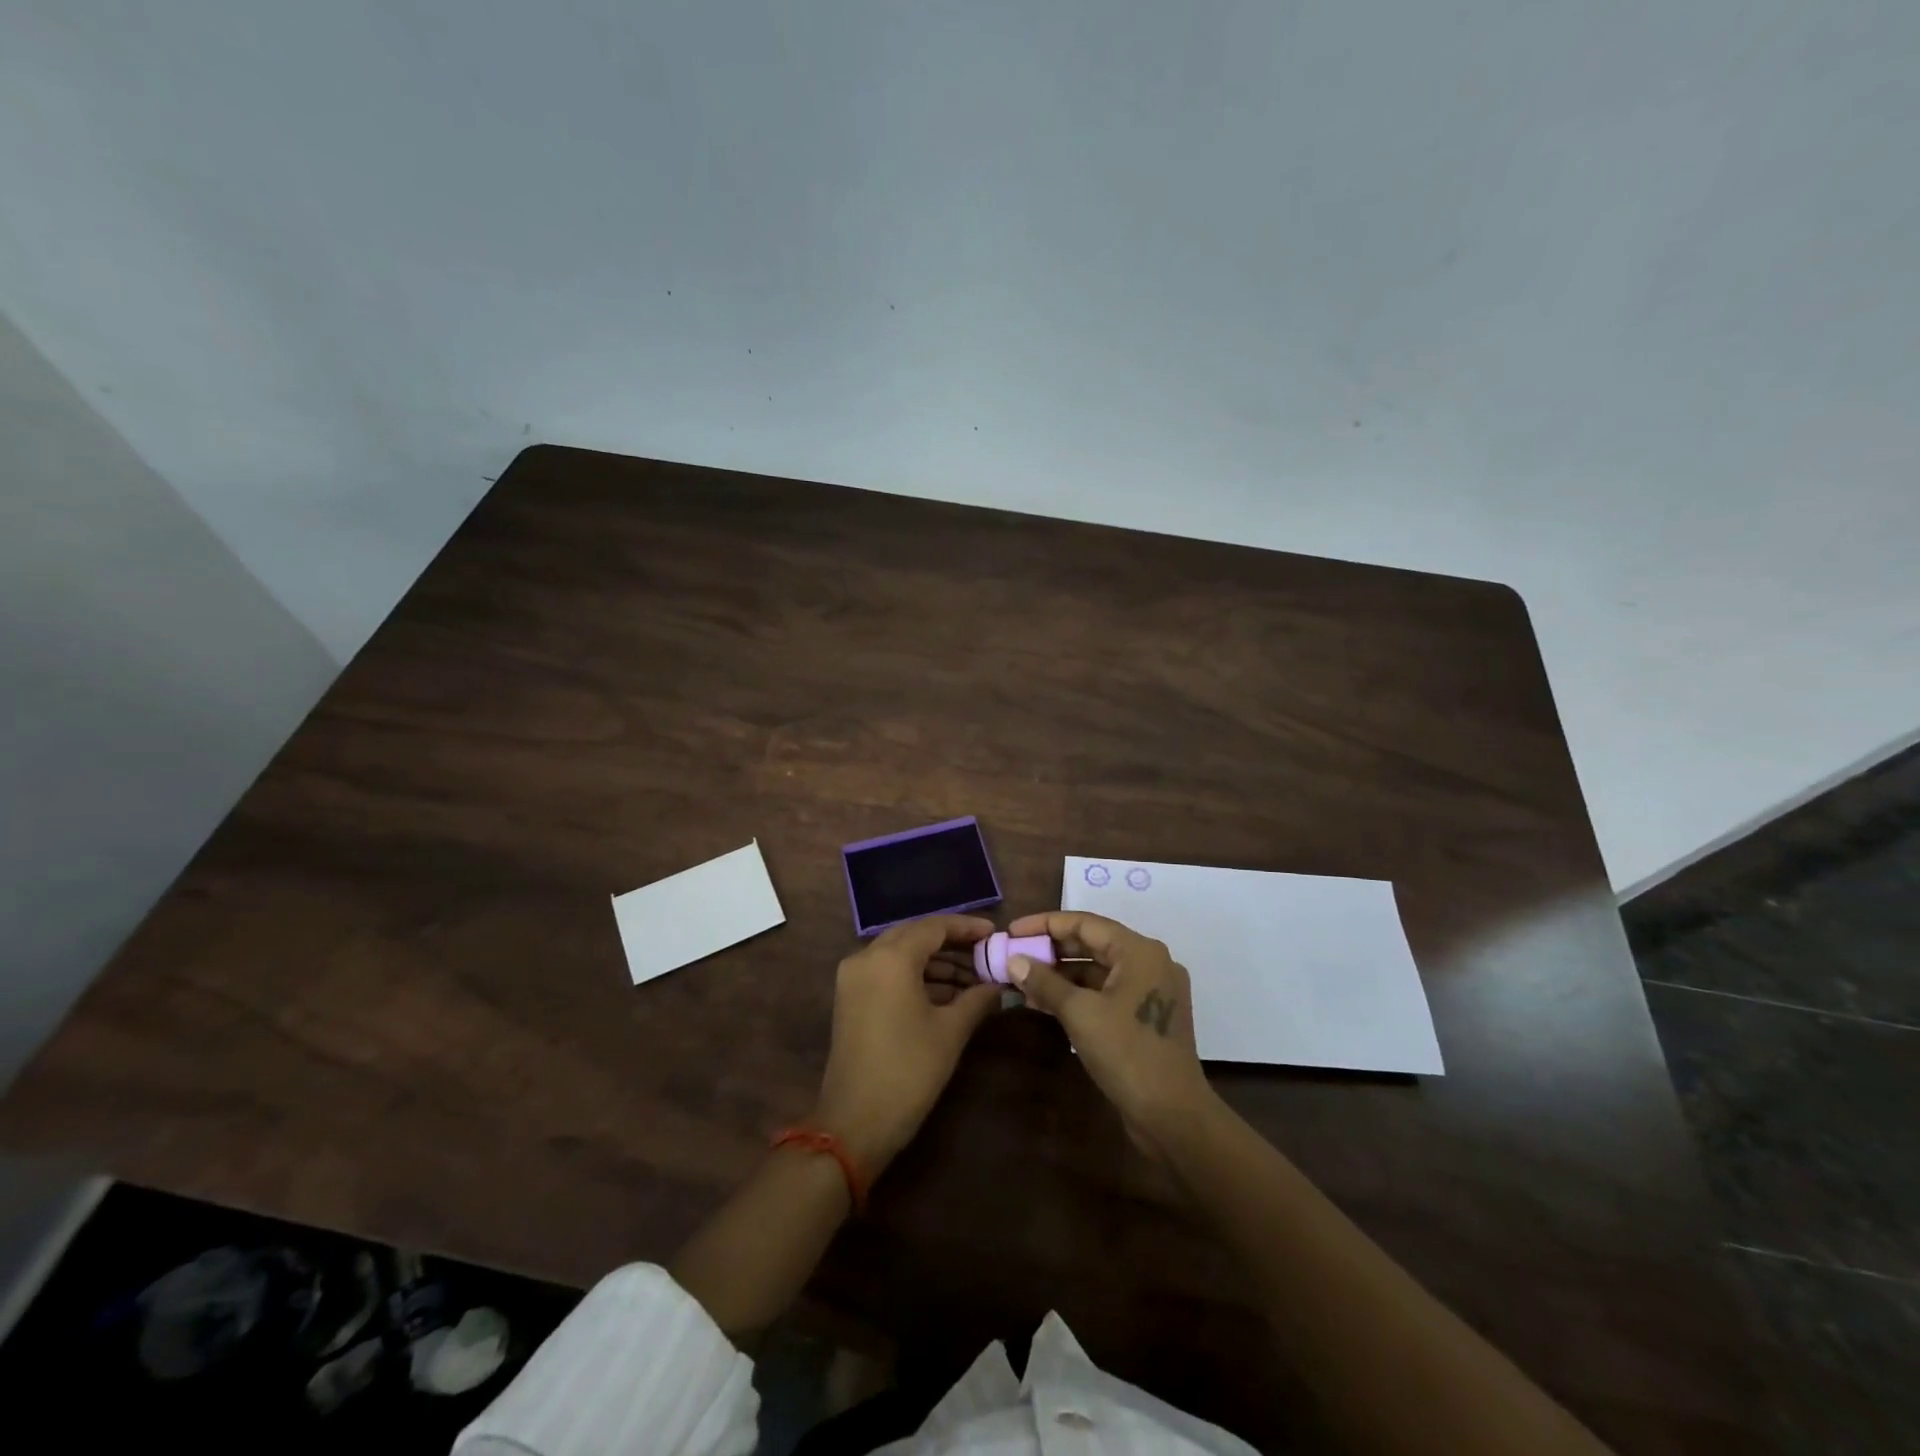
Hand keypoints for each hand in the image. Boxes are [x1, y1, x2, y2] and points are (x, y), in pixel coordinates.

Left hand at [812, 915, 1001, 1176]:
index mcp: (891, 958)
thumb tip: (1000, 985)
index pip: (934, 926)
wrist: (854, 1124)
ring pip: (901, 955)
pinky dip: (916, 977)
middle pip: (915, 936)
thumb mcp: (950, 1032)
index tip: (994, 933)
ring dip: (935, 963)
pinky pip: (887, 973)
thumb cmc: (908, 1071)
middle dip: (952, 944)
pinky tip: (947, 995)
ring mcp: (854, 978)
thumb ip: (977, 999)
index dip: (966, 927)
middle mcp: (867, 958)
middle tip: (985, 954)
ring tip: (974, 979)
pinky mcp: (850, 999)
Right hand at [1006, 911, 1215, 1159]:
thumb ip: (1045, 982)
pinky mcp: (1145, 1016)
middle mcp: (1149, 963)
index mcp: (1140, 951)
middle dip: (1051, 950)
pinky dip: (1076, 994)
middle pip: (1092, 943)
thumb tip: (1014, 960)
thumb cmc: (1127, 1054)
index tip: (1012, 931)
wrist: (1173, 1116)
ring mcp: (1150, 991)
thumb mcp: (1080, 1013)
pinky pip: (1105, 992)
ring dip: (1060, 974)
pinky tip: (1044, 1002)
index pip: (1085, 923)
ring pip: (1097, 970)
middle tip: (1014, 954)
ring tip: (1021, 980)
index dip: (1045, 924)